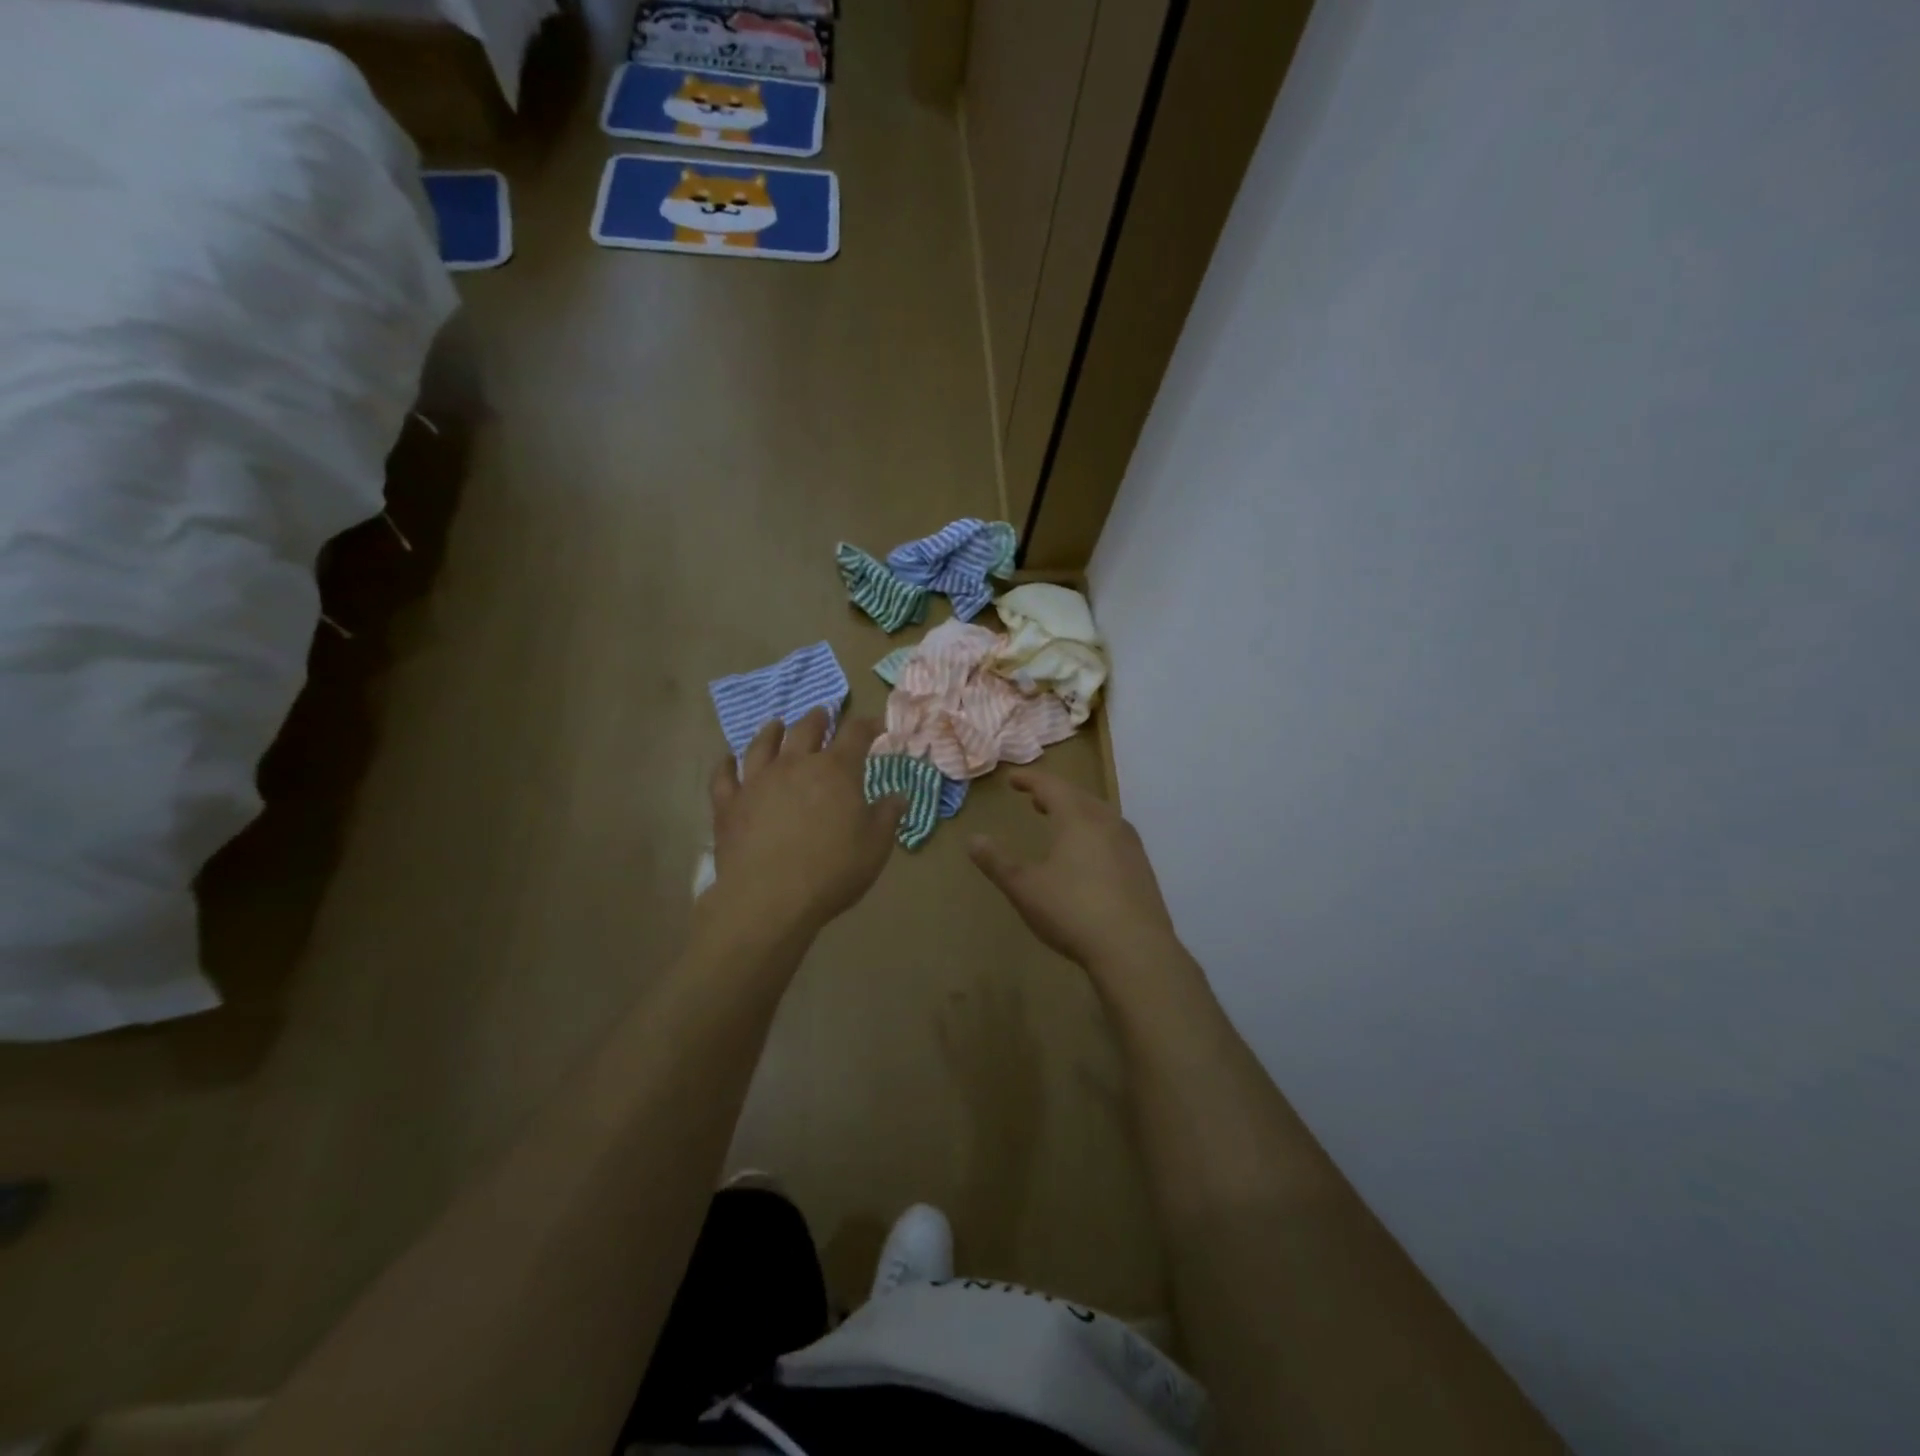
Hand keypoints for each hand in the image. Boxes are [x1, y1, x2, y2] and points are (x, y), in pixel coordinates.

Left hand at [702, 709, 904, 946]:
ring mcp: (757, 781)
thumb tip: (898, 796)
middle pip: (806, 729)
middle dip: (818, 719)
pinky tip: (728, 759)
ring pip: (762, 744)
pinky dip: (726, 764)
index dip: (867, 725)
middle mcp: (795, 765)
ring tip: (776, 724)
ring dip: (772, 730)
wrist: (769, 898)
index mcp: (836, 770)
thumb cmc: (832, 871)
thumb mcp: (875, 846)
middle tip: (823, 714)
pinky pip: (724, 775)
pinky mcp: (729, 803)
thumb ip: (887, 816)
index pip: (855, 734)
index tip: (875, 725)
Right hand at [968, 771, 1180, 973]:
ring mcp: (1130, 844)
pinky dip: (1094, 831)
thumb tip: (973, 839)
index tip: (1013, 779)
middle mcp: (1107, 822)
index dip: (1030, 780)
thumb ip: (998, 862)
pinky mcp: (1143, 868)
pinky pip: (1114, 835)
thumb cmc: (1072, 911)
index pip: (1051, 786)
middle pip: (1079, 796)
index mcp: (1077, 818)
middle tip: (1035, 797)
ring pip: (1100, 815)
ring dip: (1077, 811)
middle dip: (1055, 793)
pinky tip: (1090, 854)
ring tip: (1061, 821)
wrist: (1134, 949)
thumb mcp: (1025, 888)